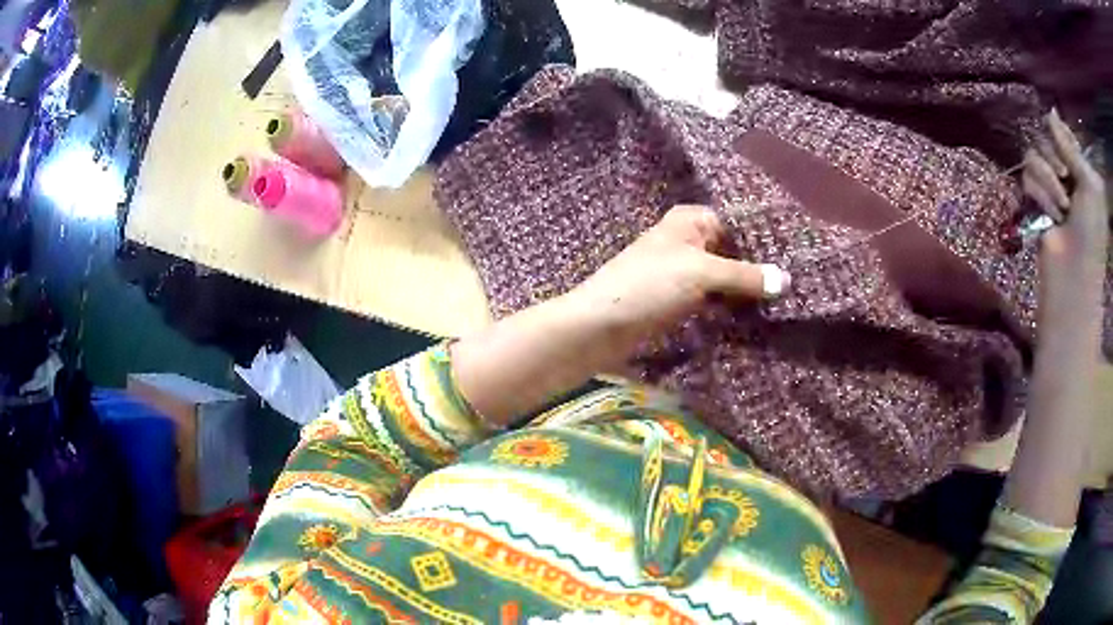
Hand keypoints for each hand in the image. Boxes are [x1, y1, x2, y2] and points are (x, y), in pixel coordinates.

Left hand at [568, 205, 789, 346]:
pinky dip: (732, 305)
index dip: (766, 239)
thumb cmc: (648, 286)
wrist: (600, 326)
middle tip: (800, 282)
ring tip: (788, 301)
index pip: (739, 222)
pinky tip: (759, 316)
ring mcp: (684, 271)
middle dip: (761, 267)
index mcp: (691, 220)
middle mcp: (689, 240)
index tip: (799, 254)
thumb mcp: (700, 274)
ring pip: (726, 276)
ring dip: (748, 289)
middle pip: (734, 250)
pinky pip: (714, 298)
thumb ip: (745, 275)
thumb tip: (788, 280)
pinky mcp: (680, 299)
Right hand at [1022, 109, 1108, 330]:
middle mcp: (1064, 170)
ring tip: (1061, 210)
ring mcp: (1049, 185)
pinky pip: (1027, 176)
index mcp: (1080, 167)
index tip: (1069, 156)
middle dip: (1054, 159)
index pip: (1062, 132)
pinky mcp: (1034, 199)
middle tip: (1066, 181)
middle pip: (1045, 137)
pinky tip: (1050, 216)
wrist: (1074, 276)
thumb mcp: (1089, 184)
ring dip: (1047, 181)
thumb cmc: (1091, 233)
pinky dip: (1039, 195)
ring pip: (1033, 154)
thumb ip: (1070, 146)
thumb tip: (1050, 112)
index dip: (1062, 136)